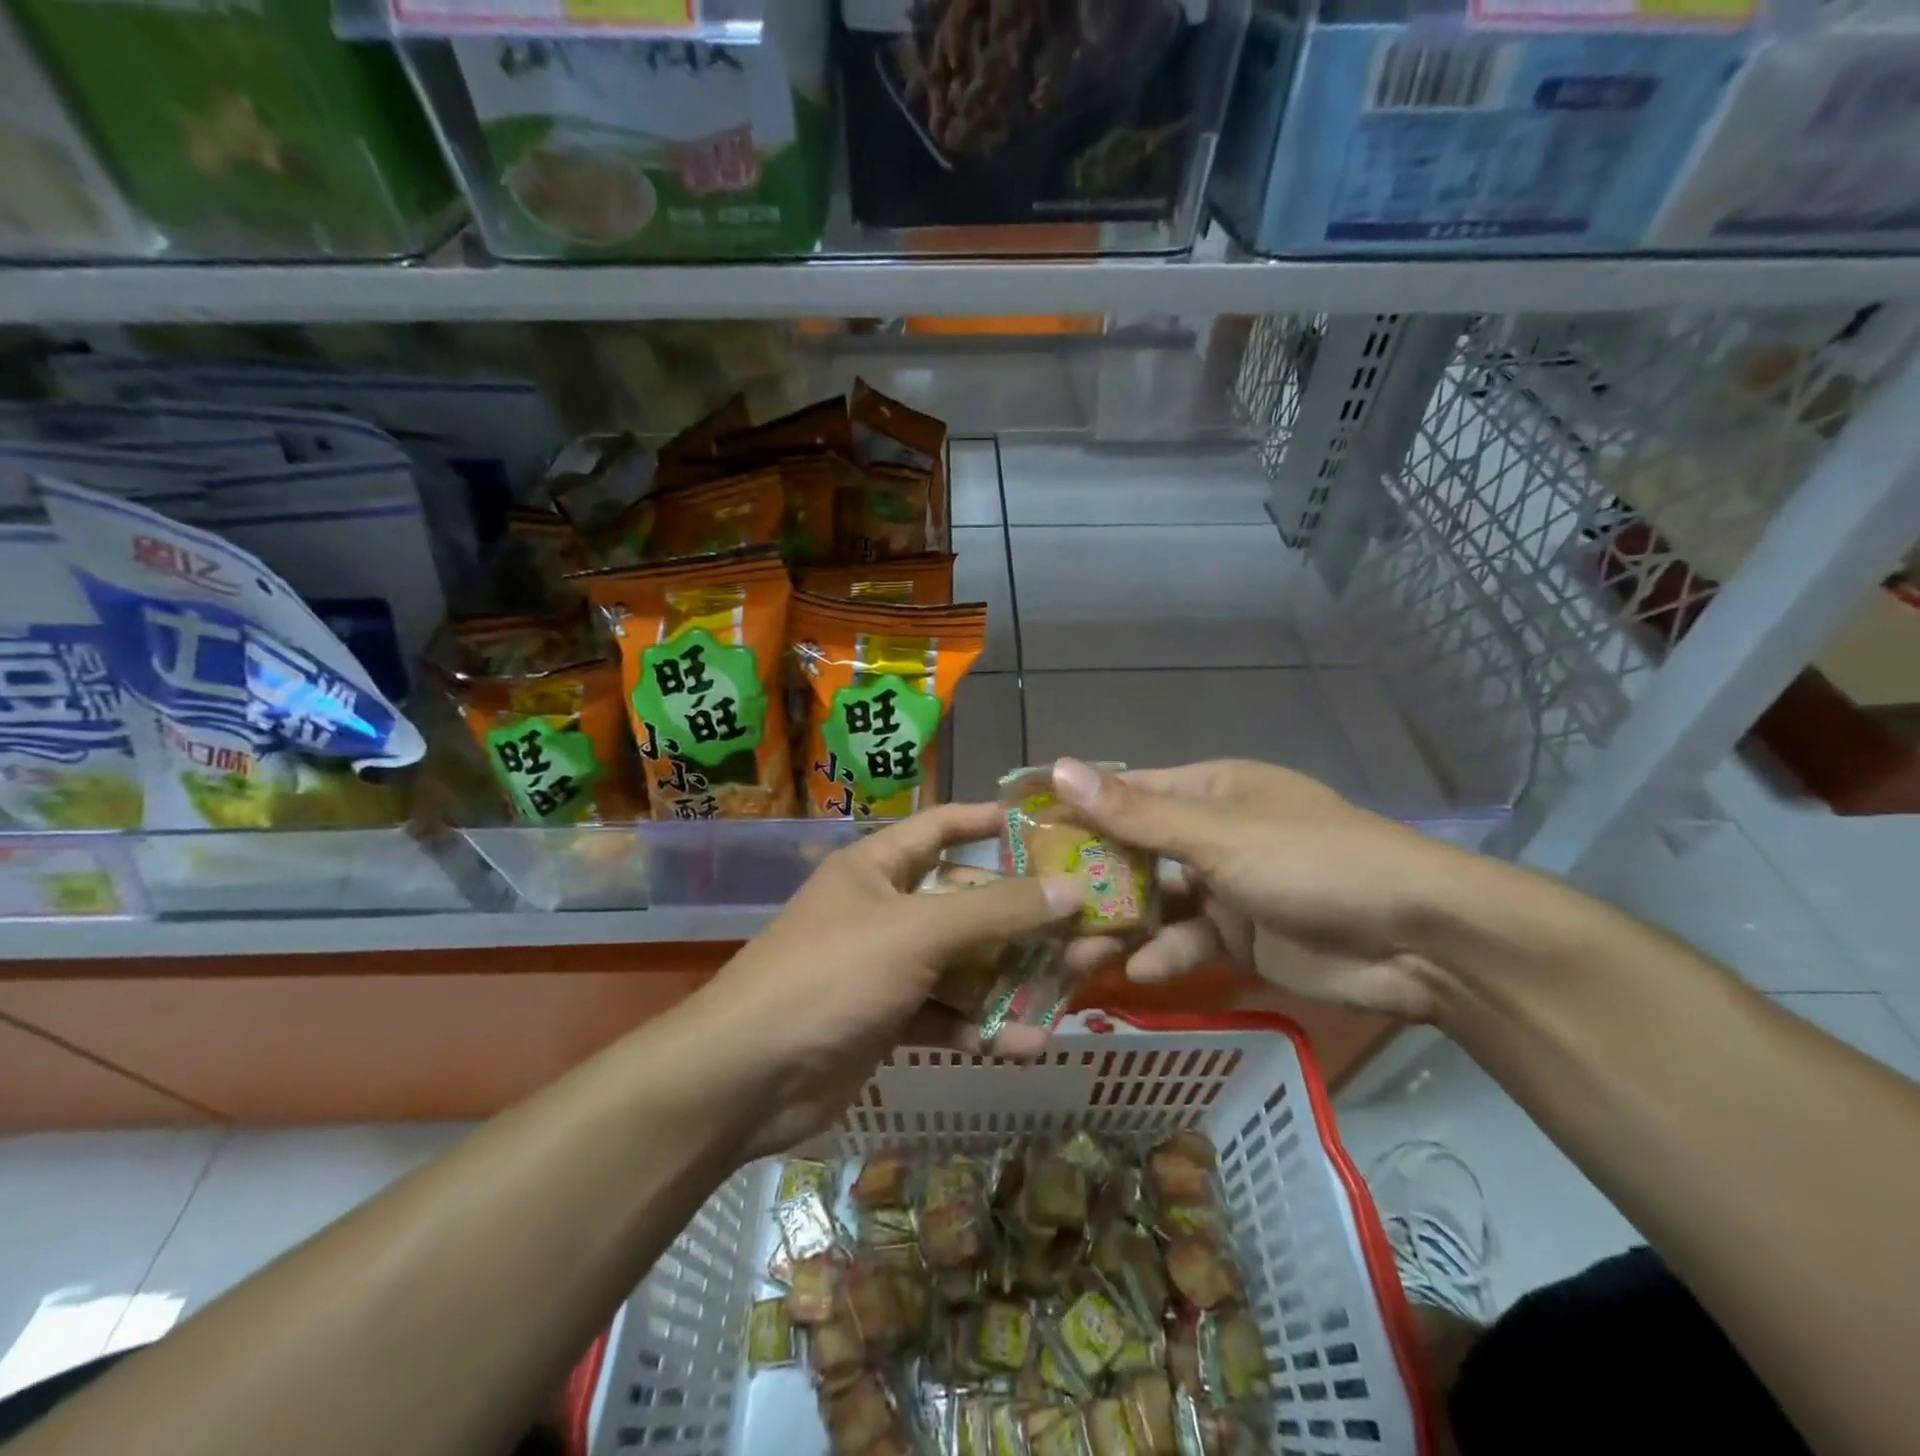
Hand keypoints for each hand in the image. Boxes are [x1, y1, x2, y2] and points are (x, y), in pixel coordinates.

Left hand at [700, 802, 1080, 1156]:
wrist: (746, 1078)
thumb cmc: (832, 976)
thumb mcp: (918, 933)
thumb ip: (996, 911)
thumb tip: (1072, 889)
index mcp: (878, 867)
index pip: (942, 826)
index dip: (990, 821)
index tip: (1048, 826)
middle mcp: (884, 909)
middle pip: (965, 901)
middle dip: (1022, 915)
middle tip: (1085, 922)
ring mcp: (885, 967)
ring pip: (963, 962)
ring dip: (1012, 976)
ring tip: (1074, 984)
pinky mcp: (887, 1019)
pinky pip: (946, 1012)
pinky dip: (981, 1024)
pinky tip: (1026, 1043)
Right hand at [1052, 757, 1471, 1020]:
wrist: (1418, 940)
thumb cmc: (1311, 863)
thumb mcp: (1218, 835)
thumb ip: (1136, 814)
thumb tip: (1060, 769)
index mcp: (1208, 791)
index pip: (1126, 793)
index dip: (1076, 809)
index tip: (1023, 834)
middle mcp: (1211, 833)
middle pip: (1133, 853)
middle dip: (1089, 880)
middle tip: (1036, 907)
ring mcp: (1224, 887)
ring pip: (1154, 903)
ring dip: (1116, 926)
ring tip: (1068, 954)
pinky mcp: (1239, 936)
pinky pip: (1186, 942)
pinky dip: (1161, 956)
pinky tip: (1134, 974)